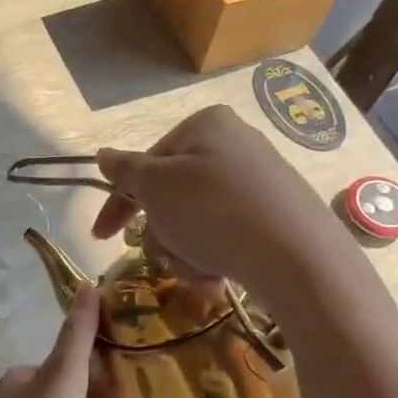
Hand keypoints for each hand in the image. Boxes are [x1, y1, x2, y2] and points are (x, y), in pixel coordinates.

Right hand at [94, 106, 337, 300]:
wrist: (297, 256)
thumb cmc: (214, 212)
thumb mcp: (157, 189)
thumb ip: (126, 171)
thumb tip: (103, 154)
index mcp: (204, 125)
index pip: (145, 165)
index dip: (118, 203)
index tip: (100, 236)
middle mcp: (233, 143)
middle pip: (171, 195)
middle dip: (163, 233)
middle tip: (169, 254)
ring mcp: (258, 178)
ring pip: (195, 219)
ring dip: (185, 249)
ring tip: (200, 269)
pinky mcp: (275, 212)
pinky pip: (226, 232)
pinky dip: (214, 254)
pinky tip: (219, 272)